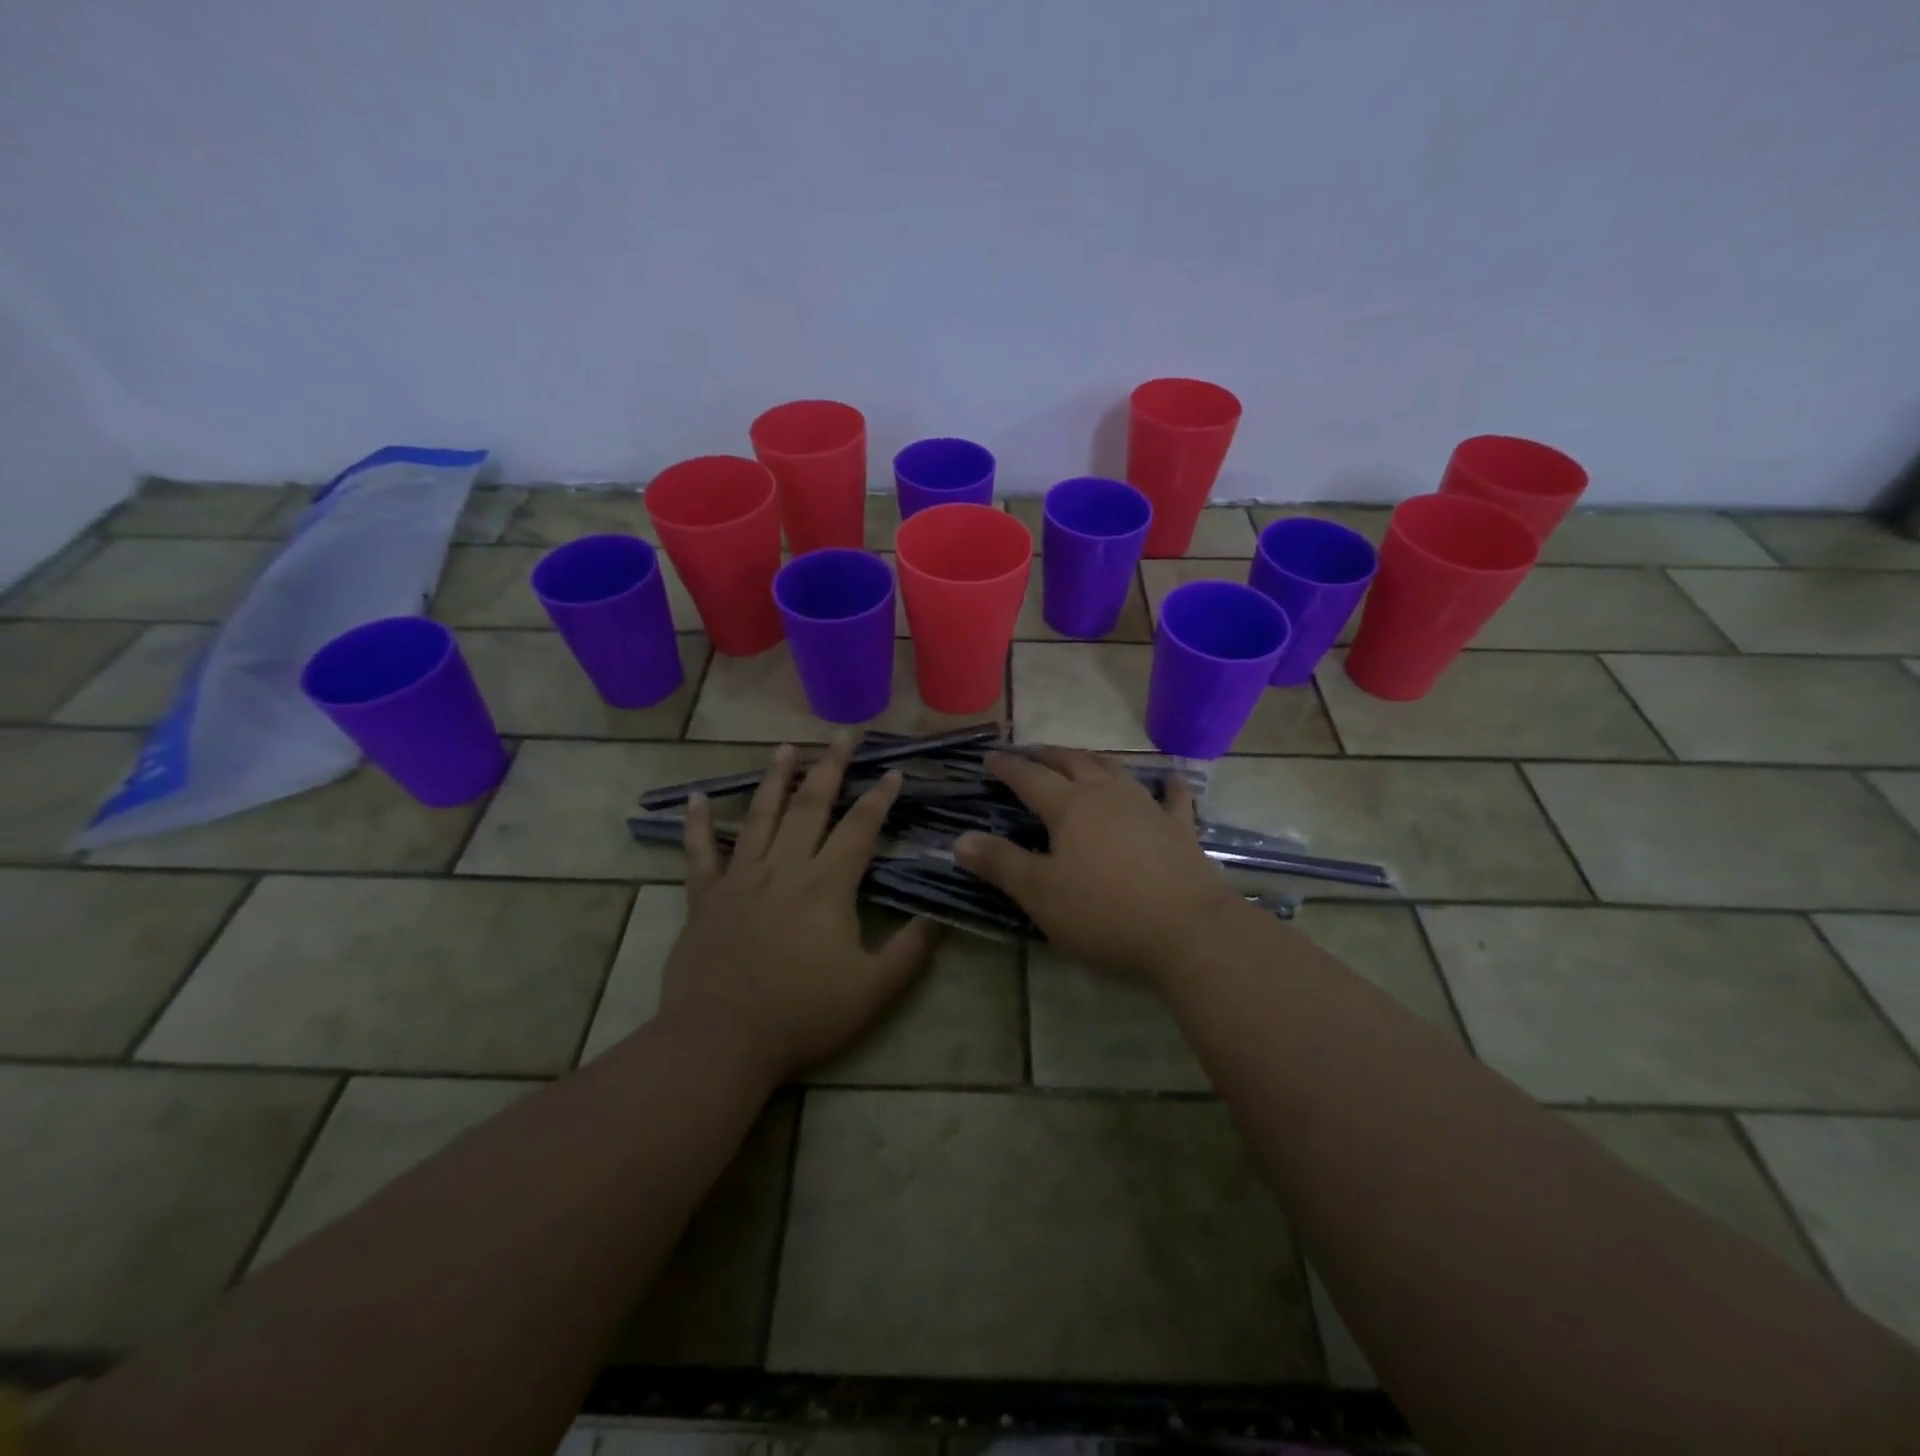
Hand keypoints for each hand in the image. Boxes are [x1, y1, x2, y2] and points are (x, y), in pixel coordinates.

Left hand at [660, 737, 938, 1078]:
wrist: (722, 1040)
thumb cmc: (803, 1014)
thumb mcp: (873, 990)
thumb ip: (910, 951)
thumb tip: (938, 916)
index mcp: (827, 885)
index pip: (860, 829)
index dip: (880, 798)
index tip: (893, 771)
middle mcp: (785, 868)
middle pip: (811, 807)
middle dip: (831, 768)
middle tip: (842, 735)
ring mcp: (741, 879)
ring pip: (760, 817)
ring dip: (775, 779)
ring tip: (786, 747)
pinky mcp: (706, 898)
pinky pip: (700, 853)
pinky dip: (697, 824)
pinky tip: (695, 796)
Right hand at [954, 747, 1239, 984]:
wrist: (1188, 932)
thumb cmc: (1104, 913)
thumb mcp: (1040, 894)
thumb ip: (1000, 863)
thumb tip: (960, 839)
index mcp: (1070, 807)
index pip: (1030, 778)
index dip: (1008, 767)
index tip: (990, 758)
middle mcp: (1108, 796)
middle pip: (1073, 764)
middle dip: (1047, 755)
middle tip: (1030, 753)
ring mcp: (1148, 809)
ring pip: (1116, 772)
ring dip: (1093, 761)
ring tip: (1080, 759)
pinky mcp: (1180, 830)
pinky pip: (1173, 799)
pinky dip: (1167, 786)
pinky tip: (1169, 779)